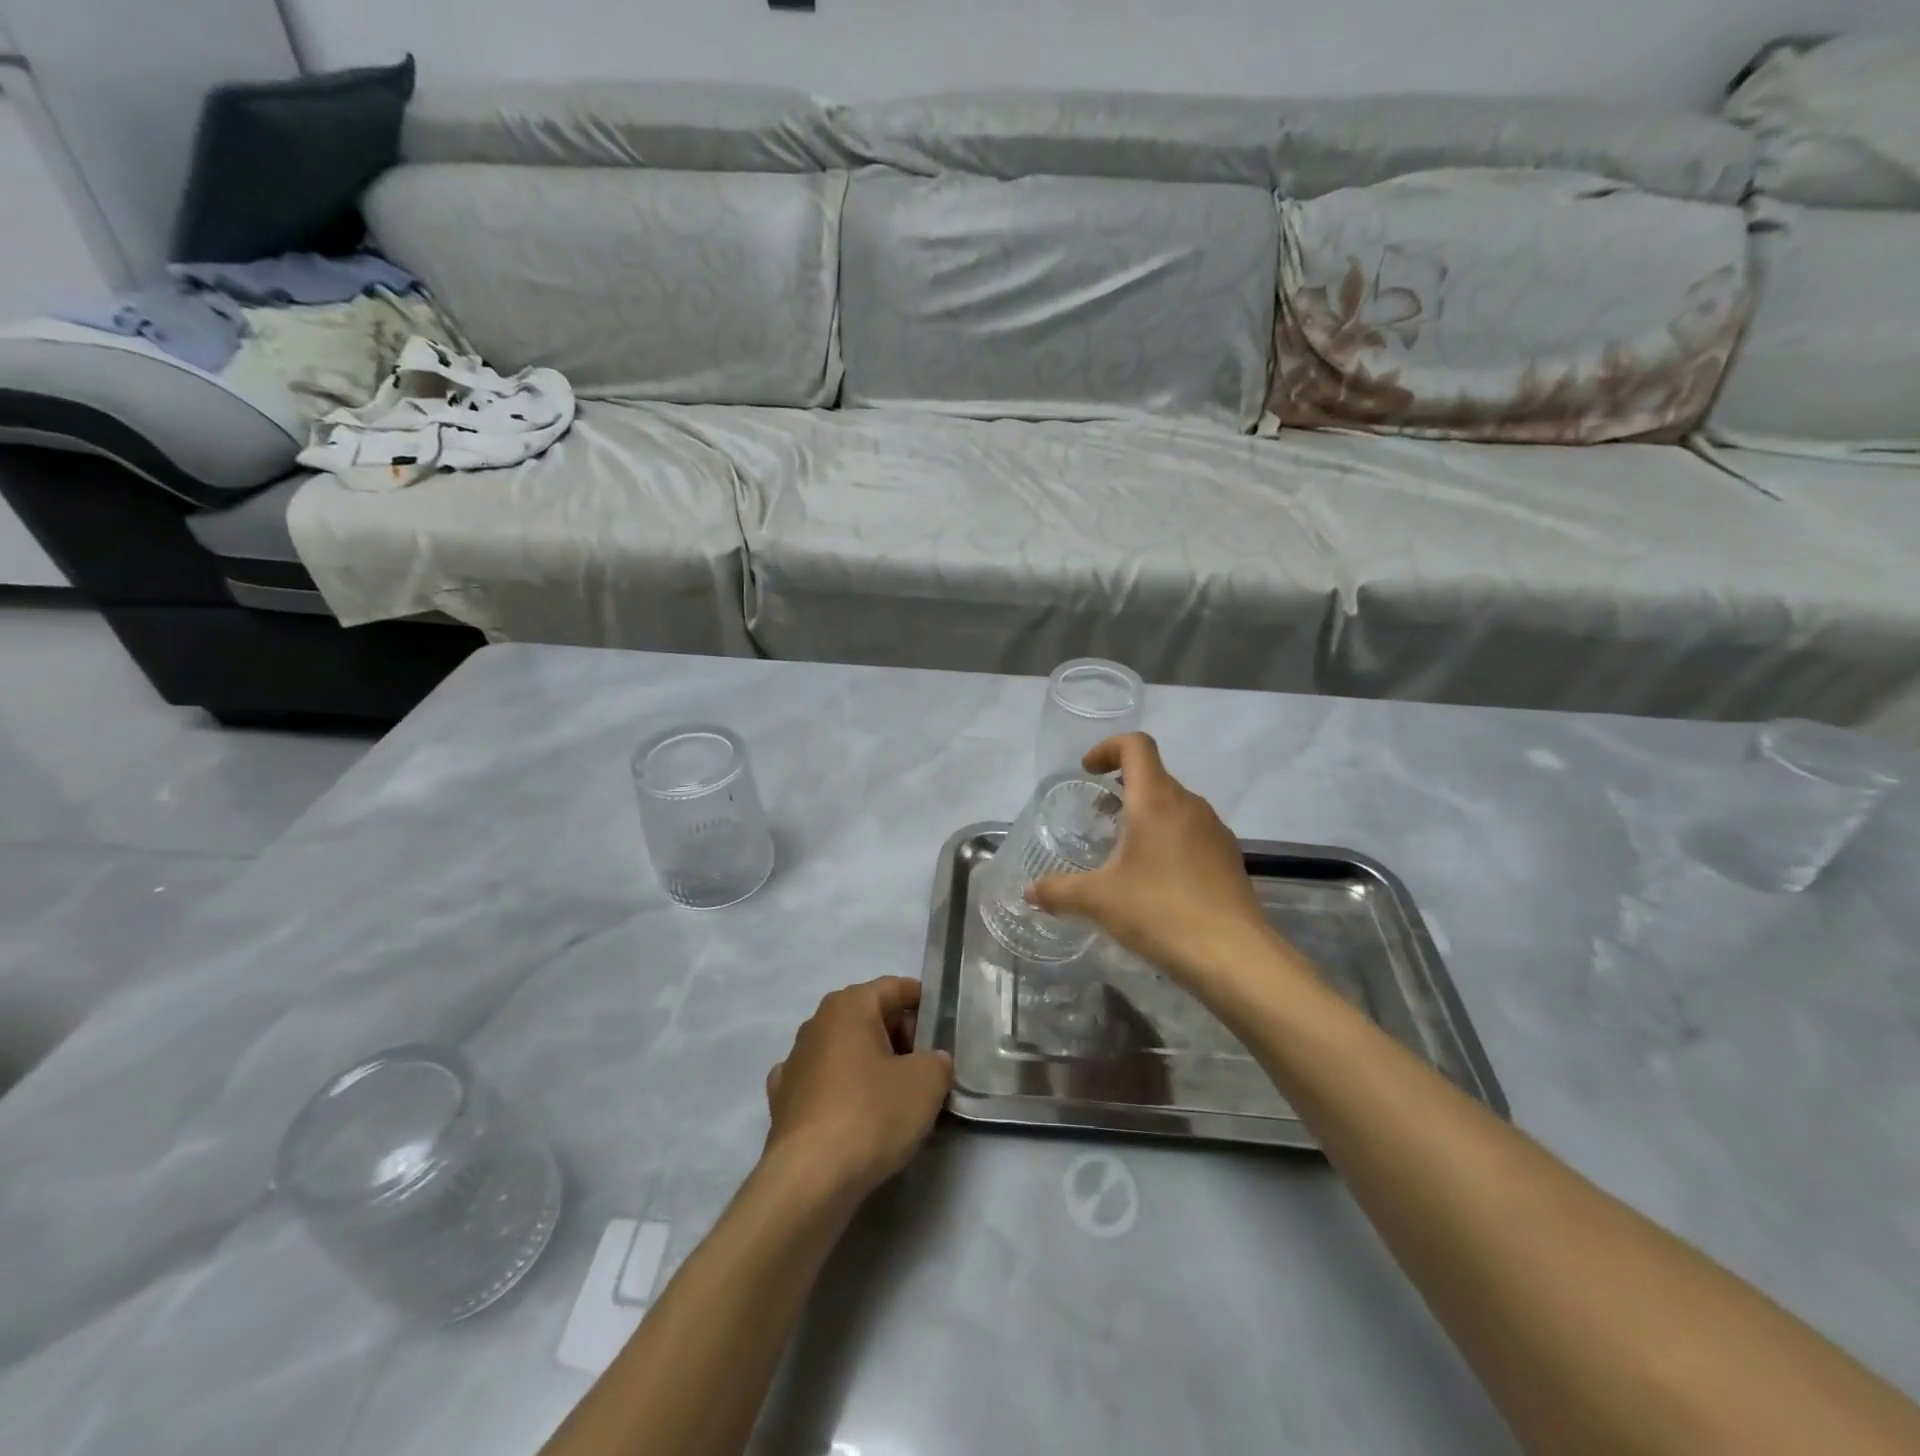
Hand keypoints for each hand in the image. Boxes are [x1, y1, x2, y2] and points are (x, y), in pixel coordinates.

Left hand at [762, 978, 953, 1202]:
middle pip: (870, 1017)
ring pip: (845, 1051)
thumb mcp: (926, 1082)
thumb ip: (938, 1062)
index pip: (895, 988)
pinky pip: (823, 1084)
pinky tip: (854, 1113)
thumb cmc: (871, 1113)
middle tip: (928, 1069)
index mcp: (849, 1005)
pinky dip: (842, 1091)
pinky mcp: (782, 1102)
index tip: (944, 1027)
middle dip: (901, 1037)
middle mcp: (817, 1023)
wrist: (809, 1180)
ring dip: (871, 1065)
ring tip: (897, 1097)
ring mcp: (794, 1062)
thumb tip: (932, 1062)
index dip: (923, 1003)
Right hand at [1029, 733, 1307, 993]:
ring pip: (1174, 805)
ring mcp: (1214, 830)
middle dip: (1122, 788)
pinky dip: (1168, 839)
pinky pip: (1192, 832)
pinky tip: (1156, 880)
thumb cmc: (1160, 912)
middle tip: (1097, 817)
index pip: (1136, 746)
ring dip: (1146, 815)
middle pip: (1154, 776)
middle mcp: (1189, 804)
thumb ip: (1058, 891)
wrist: (1234, 956)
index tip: (1088, 772)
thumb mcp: (1098, 901)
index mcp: (1155, 800)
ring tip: (1123, 852)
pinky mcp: (1228, 857)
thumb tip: (1029, 891)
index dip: (1108, 748)